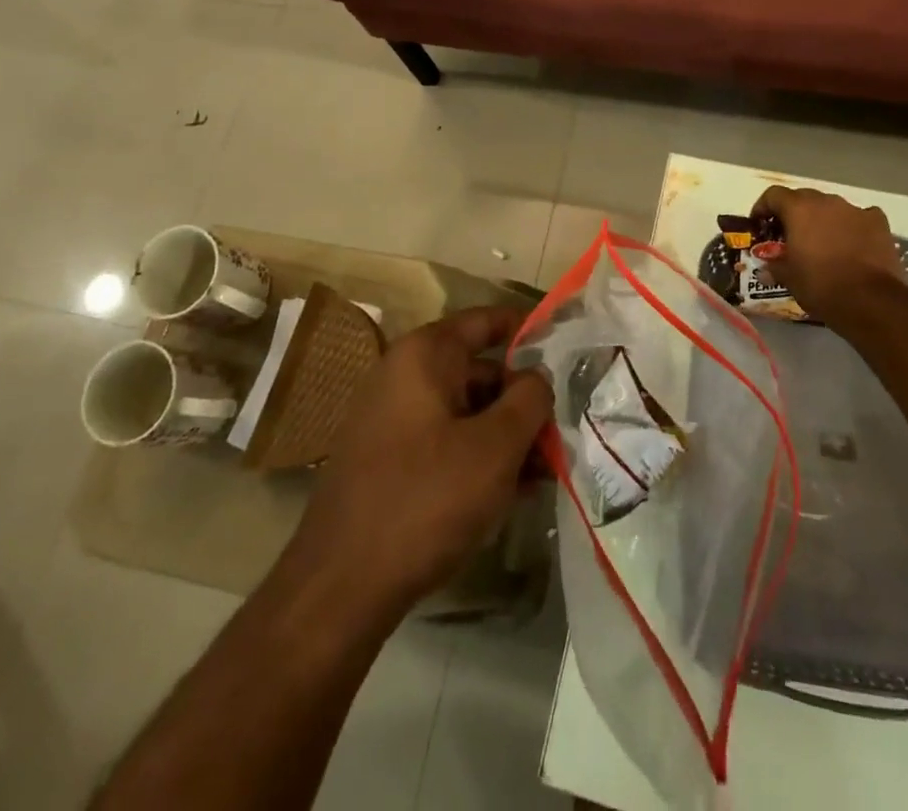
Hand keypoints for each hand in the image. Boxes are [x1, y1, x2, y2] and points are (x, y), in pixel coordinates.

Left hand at [290, 307, 552, 621]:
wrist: (340, 587)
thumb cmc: (427, 499)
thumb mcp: (496, 447)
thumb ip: (529, 399)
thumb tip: (538, 377)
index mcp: (425, 354)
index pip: (487, 321)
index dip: (529, 330)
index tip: (567, 348)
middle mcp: (403, 374)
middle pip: (479, 370)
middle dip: (523, 399)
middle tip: (563, 428)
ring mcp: (390, 418)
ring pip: (464, 411)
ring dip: (505, 434)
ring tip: (545, 469)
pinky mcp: (386, 459)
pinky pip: (444, 440)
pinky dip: (477, 455)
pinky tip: (509, 491)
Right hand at [752, 186, 907, 322]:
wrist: (871, 301)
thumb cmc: (821, 286)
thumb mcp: (789, 278)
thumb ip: (775, 266)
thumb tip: (766, 267)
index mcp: (799, 210)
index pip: (774, 195)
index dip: (763, 207)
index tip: (759, 224)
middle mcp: (826, 202)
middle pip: (803, 198)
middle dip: (793, 213)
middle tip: (789, 235)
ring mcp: (855, 210)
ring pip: (832, 207)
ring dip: (823, 219)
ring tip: (822, 242)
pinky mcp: (878, 222)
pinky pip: (859, 217)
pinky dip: (852, 226)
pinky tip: (852, 244)